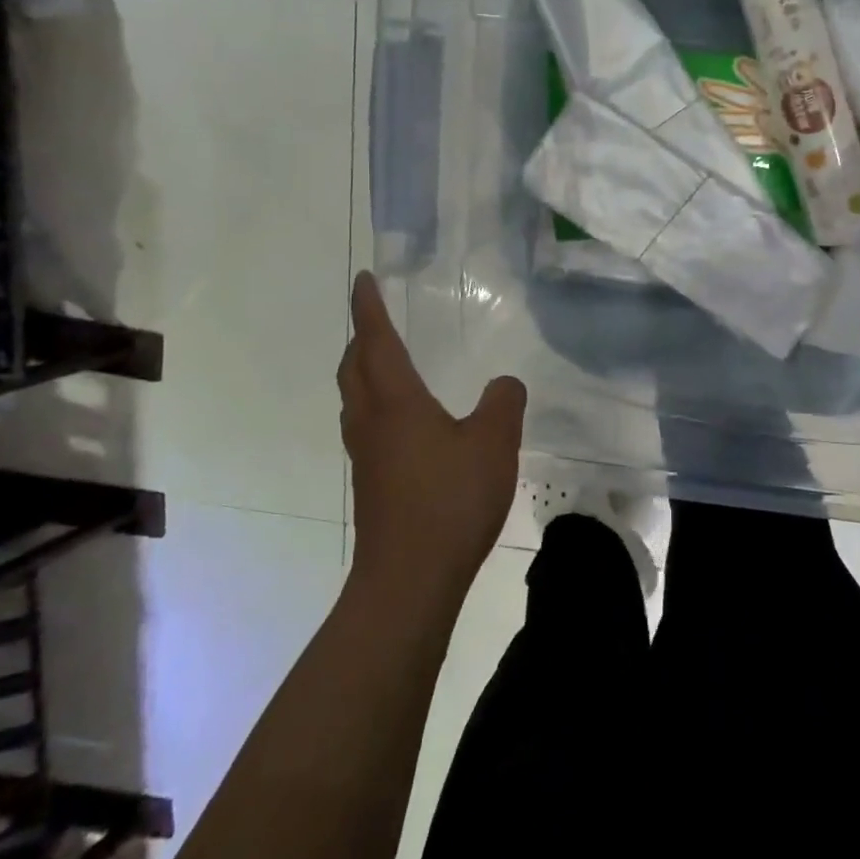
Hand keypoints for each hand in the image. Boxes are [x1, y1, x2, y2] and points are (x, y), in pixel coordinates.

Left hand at [338, 272, 526, 604]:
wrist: (409, 579)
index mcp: (396, 401)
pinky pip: (366, 427)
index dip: (369, 307)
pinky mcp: (371, 484)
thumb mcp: (494, 443)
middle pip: (354, 368)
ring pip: (355, 399)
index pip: (376, 340)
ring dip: (363, 373)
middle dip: (360, 338)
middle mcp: (371, 421)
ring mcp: (366, 456)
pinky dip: (375, 406)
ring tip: (386, 365)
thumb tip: (505, 383)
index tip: (363, 279)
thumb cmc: (449, 500)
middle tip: (375, 320)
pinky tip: (404, 424)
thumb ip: (504, 403)